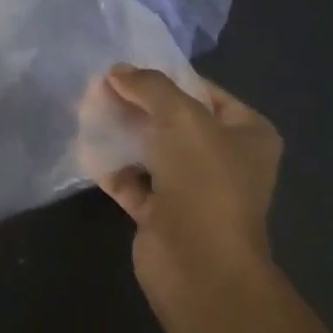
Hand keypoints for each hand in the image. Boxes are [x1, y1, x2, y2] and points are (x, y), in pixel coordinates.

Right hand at [87, 66, 283, 318]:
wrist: (199, 264)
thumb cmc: (204, 178)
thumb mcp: (179, 115)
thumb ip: (148, 86)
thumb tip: (117, 71)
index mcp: (247, 133)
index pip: (203, 91)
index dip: (165, 77)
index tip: (125, 68)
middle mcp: (224, 159)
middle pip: (172, 120)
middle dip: (135, 104)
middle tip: (97, 88)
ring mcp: (194, 189)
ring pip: (151, 150)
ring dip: (120, 134)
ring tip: (85, 112)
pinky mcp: (164, 214)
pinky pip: (133, 181)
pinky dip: (112, 167)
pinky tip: (86, 149)